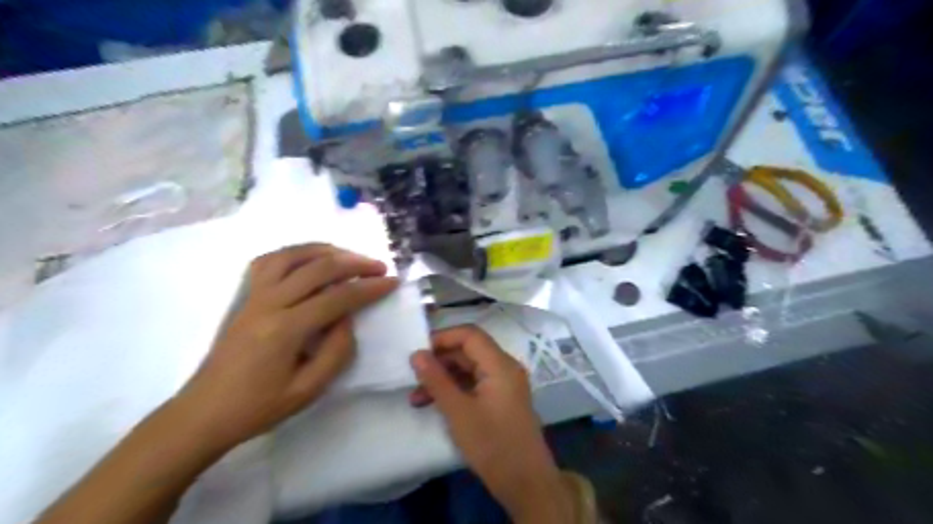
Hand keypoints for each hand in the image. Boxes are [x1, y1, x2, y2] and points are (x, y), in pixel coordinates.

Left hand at [174, 244, 397, 451]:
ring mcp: (252, 296)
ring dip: (325, 250)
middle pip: (318, 268)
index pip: (338, 297)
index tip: (392, 282)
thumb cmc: (258, 407)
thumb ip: (337, 350)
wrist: (203, 413)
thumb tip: (348, 318)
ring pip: (291, 256)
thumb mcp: (309, 389)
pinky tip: (309, 259)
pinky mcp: (243, 297)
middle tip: (378, 266)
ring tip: (348, 255)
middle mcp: (268, 303)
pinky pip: (268, 261)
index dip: (369, 288)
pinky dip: (294, 253)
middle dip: (354, 263)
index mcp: (285, 329)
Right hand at [410, 326, 575, 521]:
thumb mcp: (458, 412)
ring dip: (444, 378)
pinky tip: (435, 404)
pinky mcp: (502, 399)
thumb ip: (436, 380)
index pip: (470, 334)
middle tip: (413, 376)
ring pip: (470, 369)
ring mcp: (505, 384)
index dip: (442, 338)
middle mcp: (505, 368)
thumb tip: (416, 354)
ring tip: (417, 397)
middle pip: (469, 351)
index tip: (417, 351)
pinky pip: (476, 384)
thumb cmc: (492, 445)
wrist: (526, 482)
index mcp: (500, 364)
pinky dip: (456, 390)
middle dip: (440, 361)